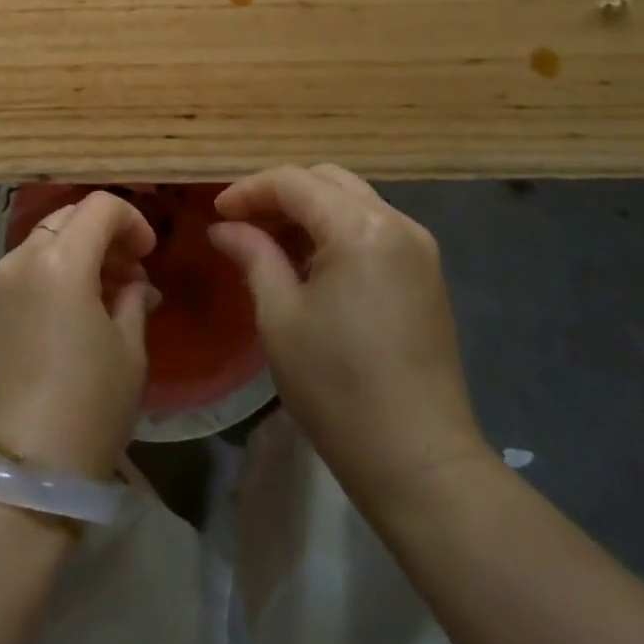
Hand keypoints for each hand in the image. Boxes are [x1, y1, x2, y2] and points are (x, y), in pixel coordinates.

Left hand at [0, 191, 157, 478]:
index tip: (146, 255)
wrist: (12, 482)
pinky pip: (11, 281)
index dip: (131, 220)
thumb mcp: (129, 353)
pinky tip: (52, 327)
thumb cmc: (86, 411)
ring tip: (91, 302)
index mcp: (60, 260)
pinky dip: (38, 285)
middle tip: (124, 275)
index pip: (100, 206)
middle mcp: (17, 261)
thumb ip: (132, 300)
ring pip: (35, 248)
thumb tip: (132, 284)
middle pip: (65, 219)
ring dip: (69, 259)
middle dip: (100, 236)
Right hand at [208, 165, 487, 496]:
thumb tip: (224, 228)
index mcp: (359, 227)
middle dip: (280, 193)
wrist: (421, 464)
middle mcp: (395, 222)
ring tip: (270, 243)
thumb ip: (253, 256)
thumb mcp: (280, 318)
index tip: (216, 213)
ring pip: (351, 200)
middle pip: (326, 180)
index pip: (294, 182)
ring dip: (309, 211)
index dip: (249, 190)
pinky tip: (311, 264)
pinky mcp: (426, 273)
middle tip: (242, 223)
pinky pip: (372, 227)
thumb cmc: (339, 390)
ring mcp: (418, 246)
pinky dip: (336, 230)